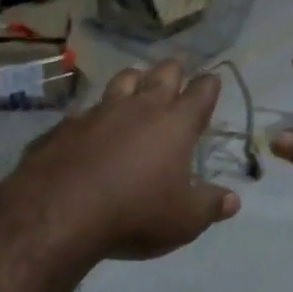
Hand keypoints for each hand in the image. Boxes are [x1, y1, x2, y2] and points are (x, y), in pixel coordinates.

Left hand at [8, 60, 240, 261]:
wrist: (60, 211)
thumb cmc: (136, 213)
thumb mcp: (184, 220)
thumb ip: (210, 206)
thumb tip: (233, 200)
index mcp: (175, 124)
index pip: (199, 95)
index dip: (208, 85)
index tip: (212, 78)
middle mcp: (139, 108)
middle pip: (161, 75)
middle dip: (172, 71)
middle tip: (176, 71)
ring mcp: (99, 112)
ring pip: (122, 81)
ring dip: (133, 79)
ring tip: (136, 81)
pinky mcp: (65, 125)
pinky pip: (86, 110)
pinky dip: (95, 112)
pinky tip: (91, 123)